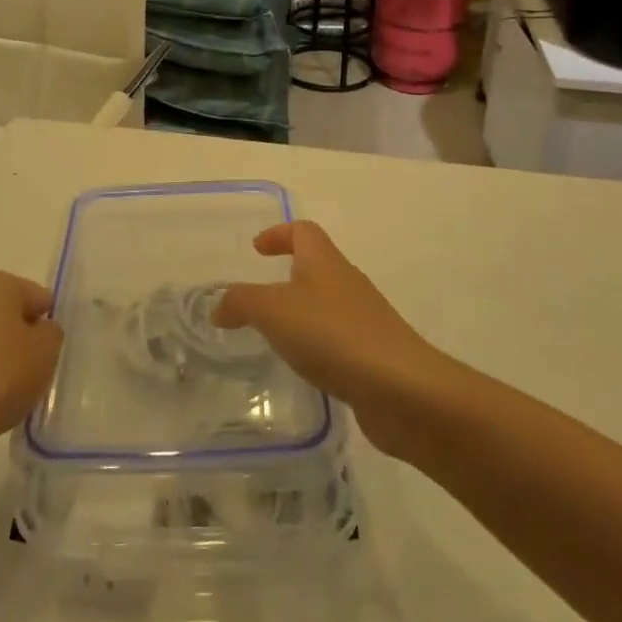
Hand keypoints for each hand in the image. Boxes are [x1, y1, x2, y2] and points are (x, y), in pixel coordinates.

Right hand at [212, 222, 446, 458]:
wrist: (401, 389)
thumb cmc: (333, 334)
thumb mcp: (273, 311)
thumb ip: (241, 302)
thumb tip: (220, 306)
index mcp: (324, 262)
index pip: (303, 231)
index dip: (279, 234)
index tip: (257, 249)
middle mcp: (347, 284)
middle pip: (316, 267)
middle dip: (287, 276)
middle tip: (257, 301)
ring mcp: (364, 320)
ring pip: (326, 306)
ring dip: (301, 315)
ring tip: (274, 338)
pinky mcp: (373, 355)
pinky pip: (338, 340)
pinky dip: (317, 347)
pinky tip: (305, 369)